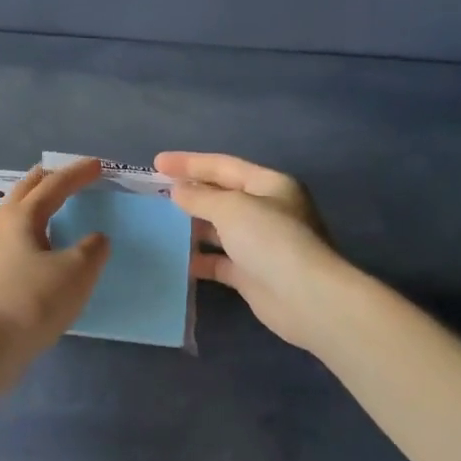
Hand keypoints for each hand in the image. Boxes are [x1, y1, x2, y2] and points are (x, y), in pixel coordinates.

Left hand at [0, 158, 111, 357]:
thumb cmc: (31, 302)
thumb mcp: (76, 272)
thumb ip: (92, 249)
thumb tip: (95, 239)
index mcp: (20, 216)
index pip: (53, 185)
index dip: (78, 173)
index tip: (99, 165)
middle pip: (25, 193)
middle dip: (48, 180)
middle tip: (68, 176)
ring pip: (15, 219)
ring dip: (37, 208)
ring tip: (56, 212)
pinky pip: (13, 245)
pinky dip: (32, 236)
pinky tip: (41, 254)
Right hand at [154, 151, 353, 351]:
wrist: (306, 298)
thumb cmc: (270, 239)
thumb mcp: (231, 208)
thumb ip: (200, 197)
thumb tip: (178, 191)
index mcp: (269, 185)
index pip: (224, 166)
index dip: (189, 163)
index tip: (156, 162)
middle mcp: (267, 211)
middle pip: (222, 196)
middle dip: (191, 193)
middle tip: (155, 192)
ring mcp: (261, 244)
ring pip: (220, 229)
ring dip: (193, 226)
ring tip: (160, 223)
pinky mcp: (253, 274)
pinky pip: (220, 261)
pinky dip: (200, 258)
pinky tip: (177, 259)